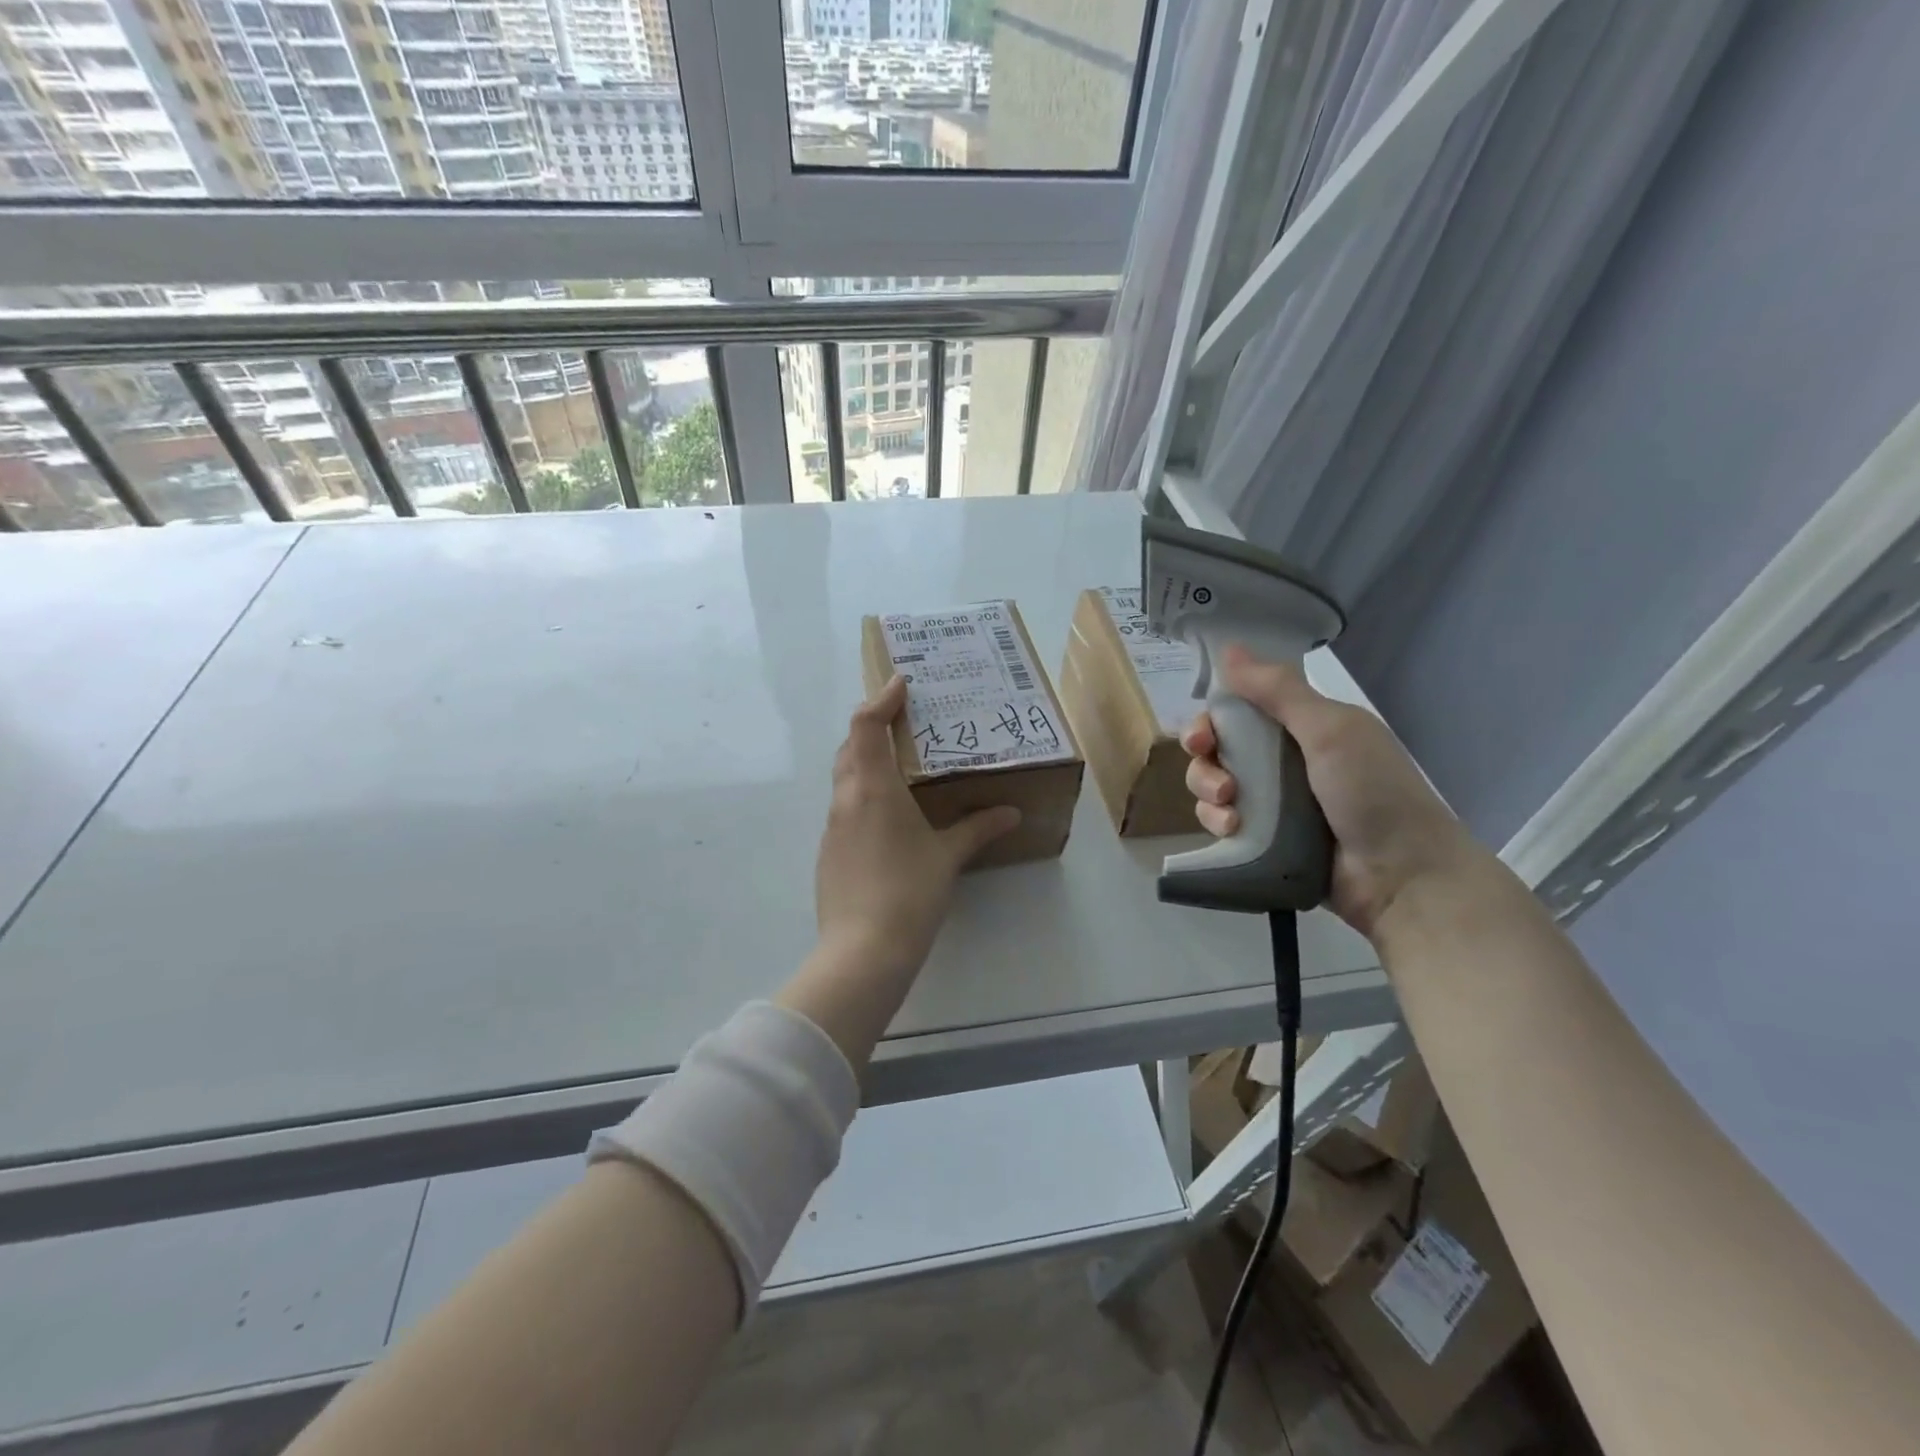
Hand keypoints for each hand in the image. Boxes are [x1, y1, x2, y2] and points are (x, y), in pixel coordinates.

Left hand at [815, 676, 1020, 976]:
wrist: (862, 951)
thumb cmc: (909, 893)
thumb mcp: (948, 857)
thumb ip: (978, 829)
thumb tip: (1011, 813)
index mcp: (873, 788)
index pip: (866, 726)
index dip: (880, 699)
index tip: (900, 683)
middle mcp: (846, 799)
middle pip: (849, 747)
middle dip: (871, 727)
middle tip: (903, 722)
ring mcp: (832, 828)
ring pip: (844, 777)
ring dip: (864, 760)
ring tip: (899, 764)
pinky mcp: (829, 852)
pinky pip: (844, 807)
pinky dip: (862, 793)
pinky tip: (887, 815)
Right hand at [1182, 645, 1480, 940]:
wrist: (1403, 876)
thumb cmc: (1371, 793)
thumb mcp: (1331, 730)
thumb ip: (1279, 690)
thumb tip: (1229, 648)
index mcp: (1304, 728)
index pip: (1240, 710)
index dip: (1213, 718)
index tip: (1202, 735)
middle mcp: (1285, 760)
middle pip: (1219, 748)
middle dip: (1205, 760)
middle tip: (1217, 779)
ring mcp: (1274, 803)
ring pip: (1214, 785)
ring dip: (1208, 792)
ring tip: (1228, 809)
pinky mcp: (1264, 839)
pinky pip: (1222, 822)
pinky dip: (1217, 822)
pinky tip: (1231, 830)